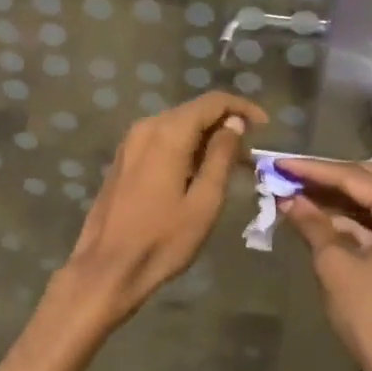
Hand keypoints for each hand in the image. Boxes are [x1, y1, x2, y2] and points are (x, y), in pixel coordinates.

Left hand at [43, 92, 267, 335]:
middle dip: (224, 125)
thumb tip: (233, 124)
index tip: (265, 126)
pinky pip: (160, 140)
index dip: (242, 108)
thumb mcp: (204, 202)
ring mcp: (130, 142)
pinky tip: (196, 173)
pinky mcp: (123, 159)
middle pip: (193, 111)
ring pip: (176, 126)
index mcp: (168, 133)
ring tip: (228, 166)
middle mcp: (146, 127)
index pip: (212, 102)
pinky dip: (183, 147)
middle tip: (249, 155)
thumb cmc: (162, 240)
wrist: (107, 268)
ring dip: (204, 138)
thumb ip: (221, 157)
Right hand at [279, 159, 371, 370]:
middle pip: (366, 182)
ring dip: (334, 199)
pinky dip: (347, 220)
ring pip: (371, 203)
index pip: (354, 177)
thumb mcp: (335, 265)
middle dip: (324, 179)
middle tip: (286, 174)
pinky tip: (315, 216)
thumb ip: (313, 224)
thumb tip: (289, 199)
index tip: (278, 162)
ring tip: (294, 191)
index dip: (313, 170)